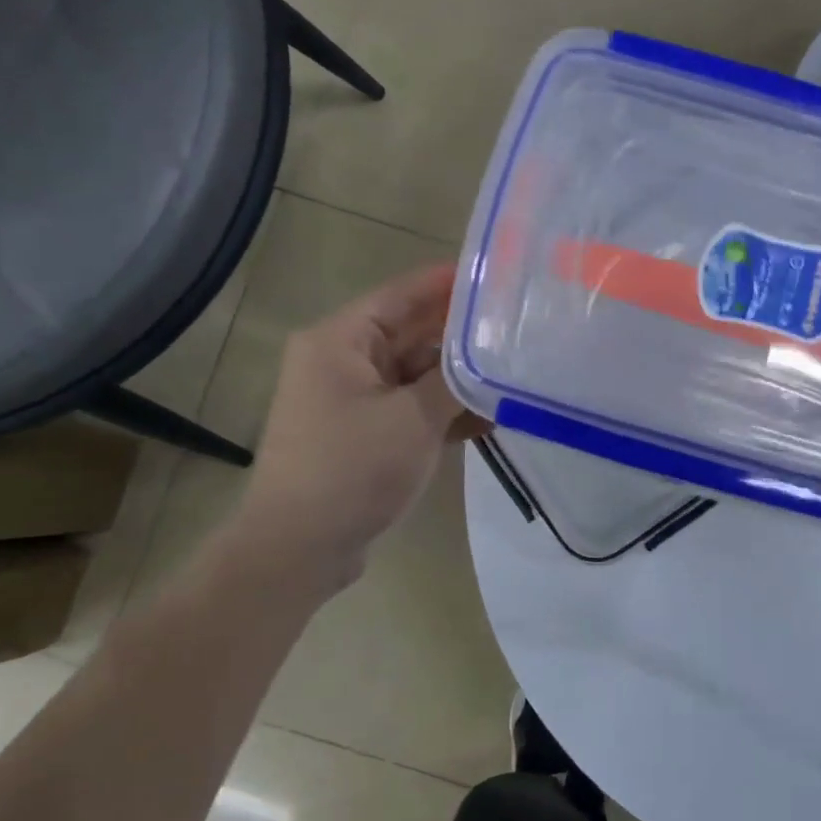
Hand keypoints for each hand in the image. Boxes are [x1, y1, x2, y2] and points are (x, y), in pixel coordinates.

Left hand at [220, 263, 484, 604]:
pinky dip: (446, 411)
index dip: (449, 282)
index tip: (498, 273)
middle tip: (519, 324)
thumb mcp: (413, 418)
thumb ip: (455, 379)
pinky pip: (413, 408)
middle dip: (463, 333)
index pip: (403, 294)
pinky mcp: (366, 433)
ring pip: (417, 374)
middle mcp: (344, 360)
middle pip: (413, 333)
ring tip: (516, 369)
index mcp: (341, 341)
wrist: (301, 547)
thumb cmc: (352, 470)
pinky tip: (492, 416)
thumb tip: (489, 354)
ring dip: (461, 378)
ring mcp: (355, 399)